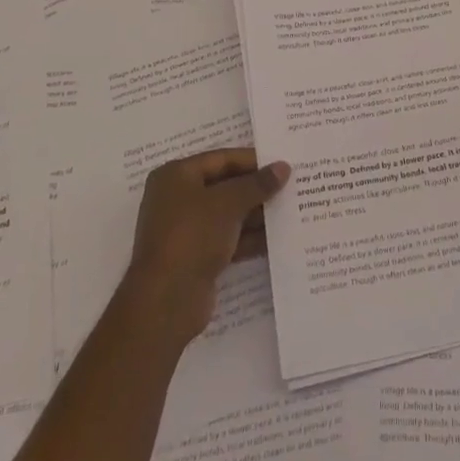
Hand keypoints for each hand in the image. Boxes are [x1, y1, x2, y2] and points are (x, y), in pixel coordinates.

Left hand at [120, 148, 289, 347]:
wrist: (166, 301)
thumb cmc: (193, 236)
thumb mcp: (228, 203)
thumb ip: (257, 184)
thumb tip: (283, 167)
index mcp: (176, 176)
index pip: (221, 159)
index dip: (253, 160)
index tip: (283, 163)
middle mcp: (178, 199)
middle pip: (225, 186)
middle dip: (257, 189)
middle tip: (293, 187)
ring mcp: (187, 230)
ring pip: (228, 215)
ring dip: (257, 214)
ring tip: (292, 210)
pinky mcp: (196, 257)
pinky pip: (228, 239)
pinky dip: (250, 238)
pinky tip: (278, 238)